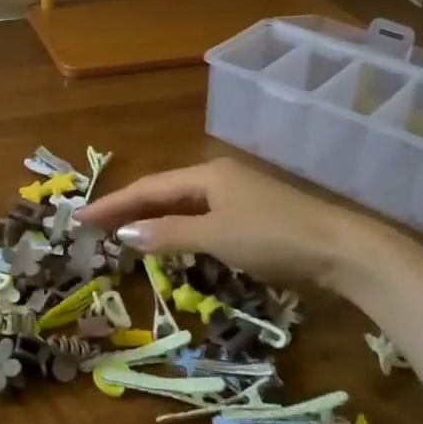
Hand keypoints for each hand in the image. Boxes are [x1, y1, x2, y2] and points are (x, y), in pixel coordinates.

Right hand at [76, 156, 419, 296]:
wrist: (342, 249)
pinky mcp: (251, 215)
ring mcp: (237, 195)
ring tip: (122, 234)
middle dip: (128, 209)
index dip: (113, 203)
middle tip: (94, 227)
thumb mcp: (217, 236)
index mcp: (207, 174)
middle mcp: (218, 177)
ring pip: (182, 206)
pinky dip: (177, 229)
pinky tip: (170, 242)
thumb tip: (124, 231)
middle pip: (163, 192)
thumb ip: (169, 234)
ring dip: (151, 219)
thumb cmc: (274, 236)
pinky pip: (201, 218)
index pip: (148, 188)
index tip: (80, 217)